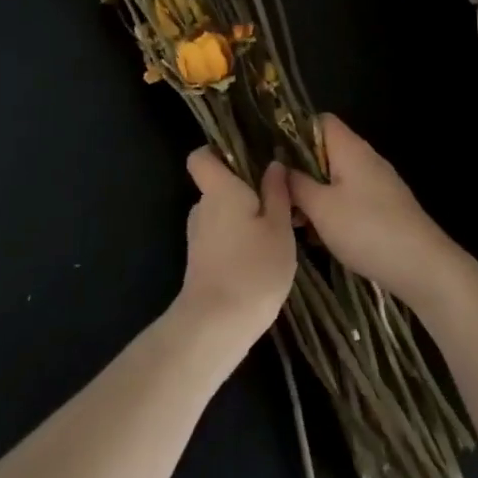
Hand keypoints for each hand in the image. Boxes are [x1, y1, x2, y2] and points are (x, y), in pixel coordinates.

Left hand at [173, 150, 298, 351]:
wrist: (217, 325)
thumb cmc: (253, 268)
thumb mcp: (279, 228)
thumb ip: (277, 193)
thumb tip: (273, 164)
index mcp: (219, 189)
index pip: (200, 157)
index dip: (218, 152)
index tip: (246, 158)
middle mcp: (202, 207)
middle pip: (218, 186)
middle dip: (244, 189)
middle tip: (279, 200)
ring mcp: (198, 236)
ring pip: (222, 213)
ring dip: (244, 217)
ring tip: (277, 231)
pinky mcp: (200, 261)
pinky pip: (221, 236)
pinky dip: (238, 240)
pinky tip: (262, 257)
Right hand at [286, 115, 467, 306]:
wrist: (422, 266)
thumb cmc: (366, 229)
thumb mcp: (321, 208)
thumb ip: (296, 184)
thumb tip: (280, 168)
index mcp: (350, 148)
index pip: (320, 121)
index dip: (296, 133)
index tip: (277, 159)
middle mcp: (366, 158)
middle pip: (326, 151)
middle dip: (302, 172)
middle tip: (282, 198)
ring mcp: (379, 183)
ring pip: (337, 178)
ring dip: (316, 195)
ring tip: (298, 223)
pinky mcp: (386, 206)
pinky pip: (352, 197)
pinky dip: (334, 210)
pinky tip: (323, 237)